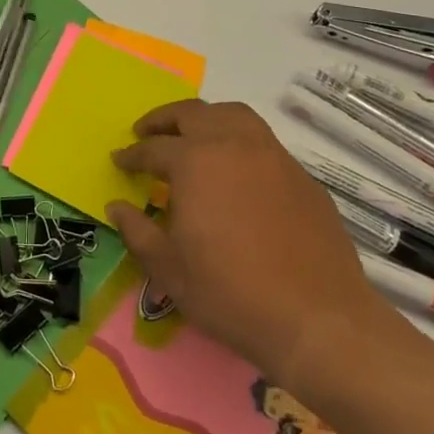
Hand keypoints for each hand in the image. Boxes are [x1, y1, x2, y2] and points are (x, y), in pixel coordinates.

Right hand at [107, 100, 392, 396]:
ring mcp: (274, 158)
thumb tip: (117, 207)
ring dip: (206, 119)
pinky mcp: (303, 178)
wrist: (317, 320)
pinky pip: (263, 143)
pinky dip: (239, 144)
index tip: (118, 161)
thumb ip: (137, 231)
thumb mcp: (168, 268)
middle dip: (164, 120)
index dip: (131, 155)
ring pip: (234, 116)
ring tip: (192, 137)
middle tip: (146, 133)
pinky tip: (236, 173)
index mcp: (195, 162)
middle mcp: (234, 146)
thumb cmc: (230, 293)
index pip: (153, 148)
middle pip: (193, 113)